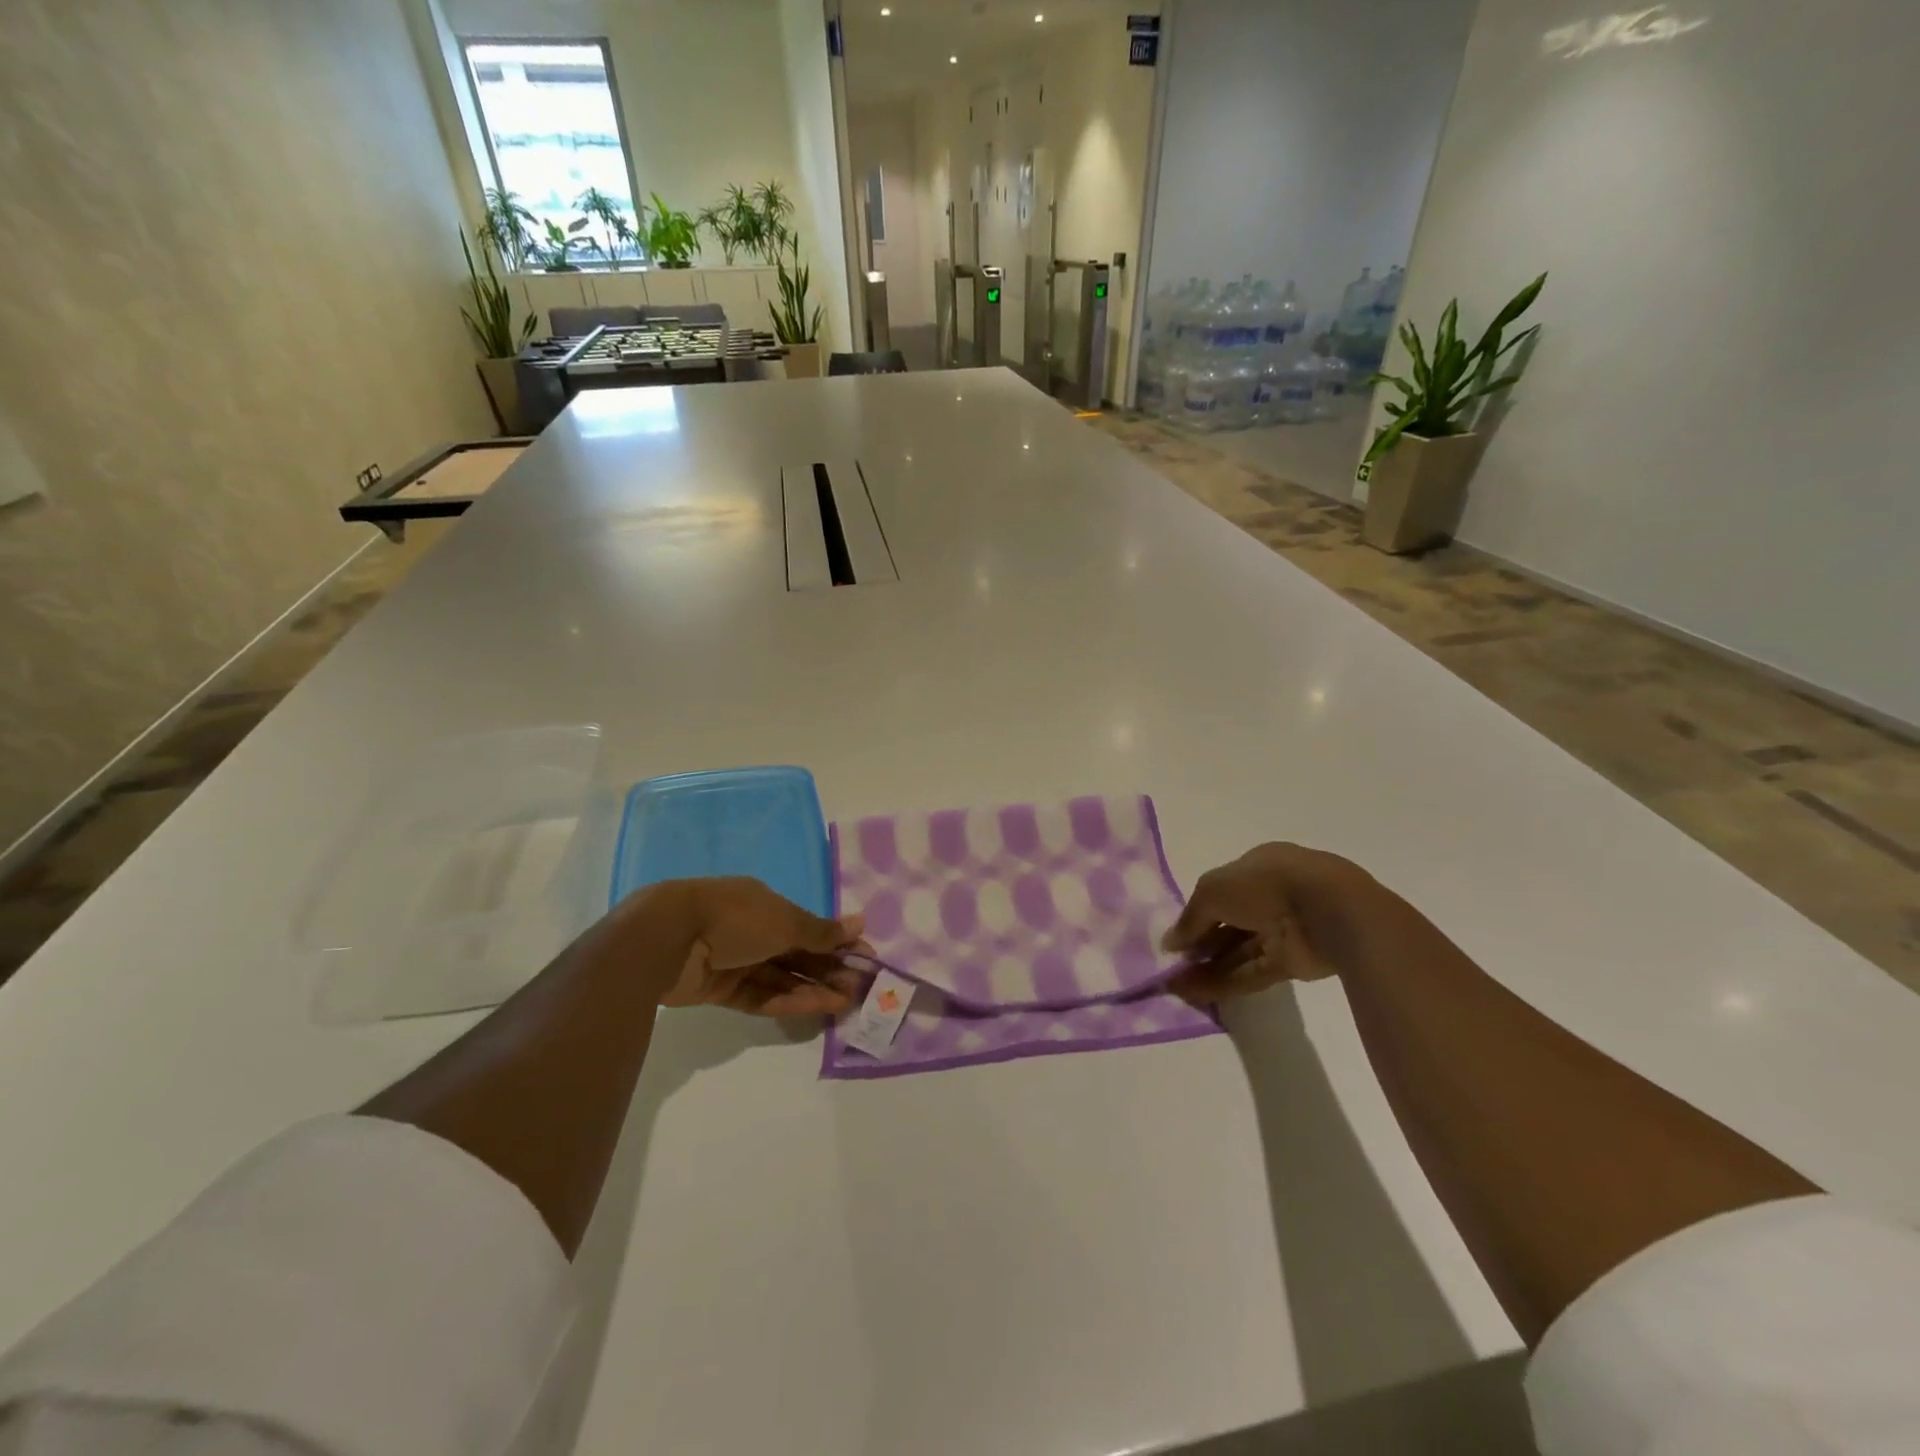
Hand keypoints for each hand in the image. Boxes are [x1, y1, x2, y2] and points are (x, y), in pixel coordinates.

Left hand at [654, 877, 865, 1016]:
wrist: (667, 939)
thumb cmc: (735, 917)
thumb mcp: (784, 921)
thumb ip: (821, 931)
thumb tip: (860, 924)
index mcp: (765, 904)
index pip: (808, 926)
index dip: (837, 943)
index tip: (865, 960)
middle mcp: (751, 930)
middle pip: (797, 954)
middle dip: (829, 970)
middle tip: (861, 989)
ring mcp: (734, 961)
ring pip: (781, 977)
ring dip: (813, 989)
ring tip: (846, 1003)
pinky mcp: (719, 989)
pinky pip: (760, 995)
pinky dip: (787, 1001)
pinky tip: (816, 1009)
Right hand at [1161, 844, 1380, 1003]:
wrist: (1329, 911)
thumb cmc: (1265, 884)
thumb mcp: (1212, 889)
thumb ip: (1190, 917)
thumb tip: (1170, 943)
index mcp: (1258, 868)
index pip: (1221, 891)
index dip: (1197, 912)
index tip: (1176, 935)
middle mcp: (1271, 897)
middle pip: (1229, 924)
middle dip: (1200, 944)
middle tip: (1171, 963)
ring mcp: (1284, 931)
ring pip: (1238, 951)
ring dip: (1207, 967)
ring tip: (1174, 983)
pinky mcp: (1293, 964)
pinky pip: (1252, 973)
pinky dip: (1224, 983)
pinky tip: (1194, 993)